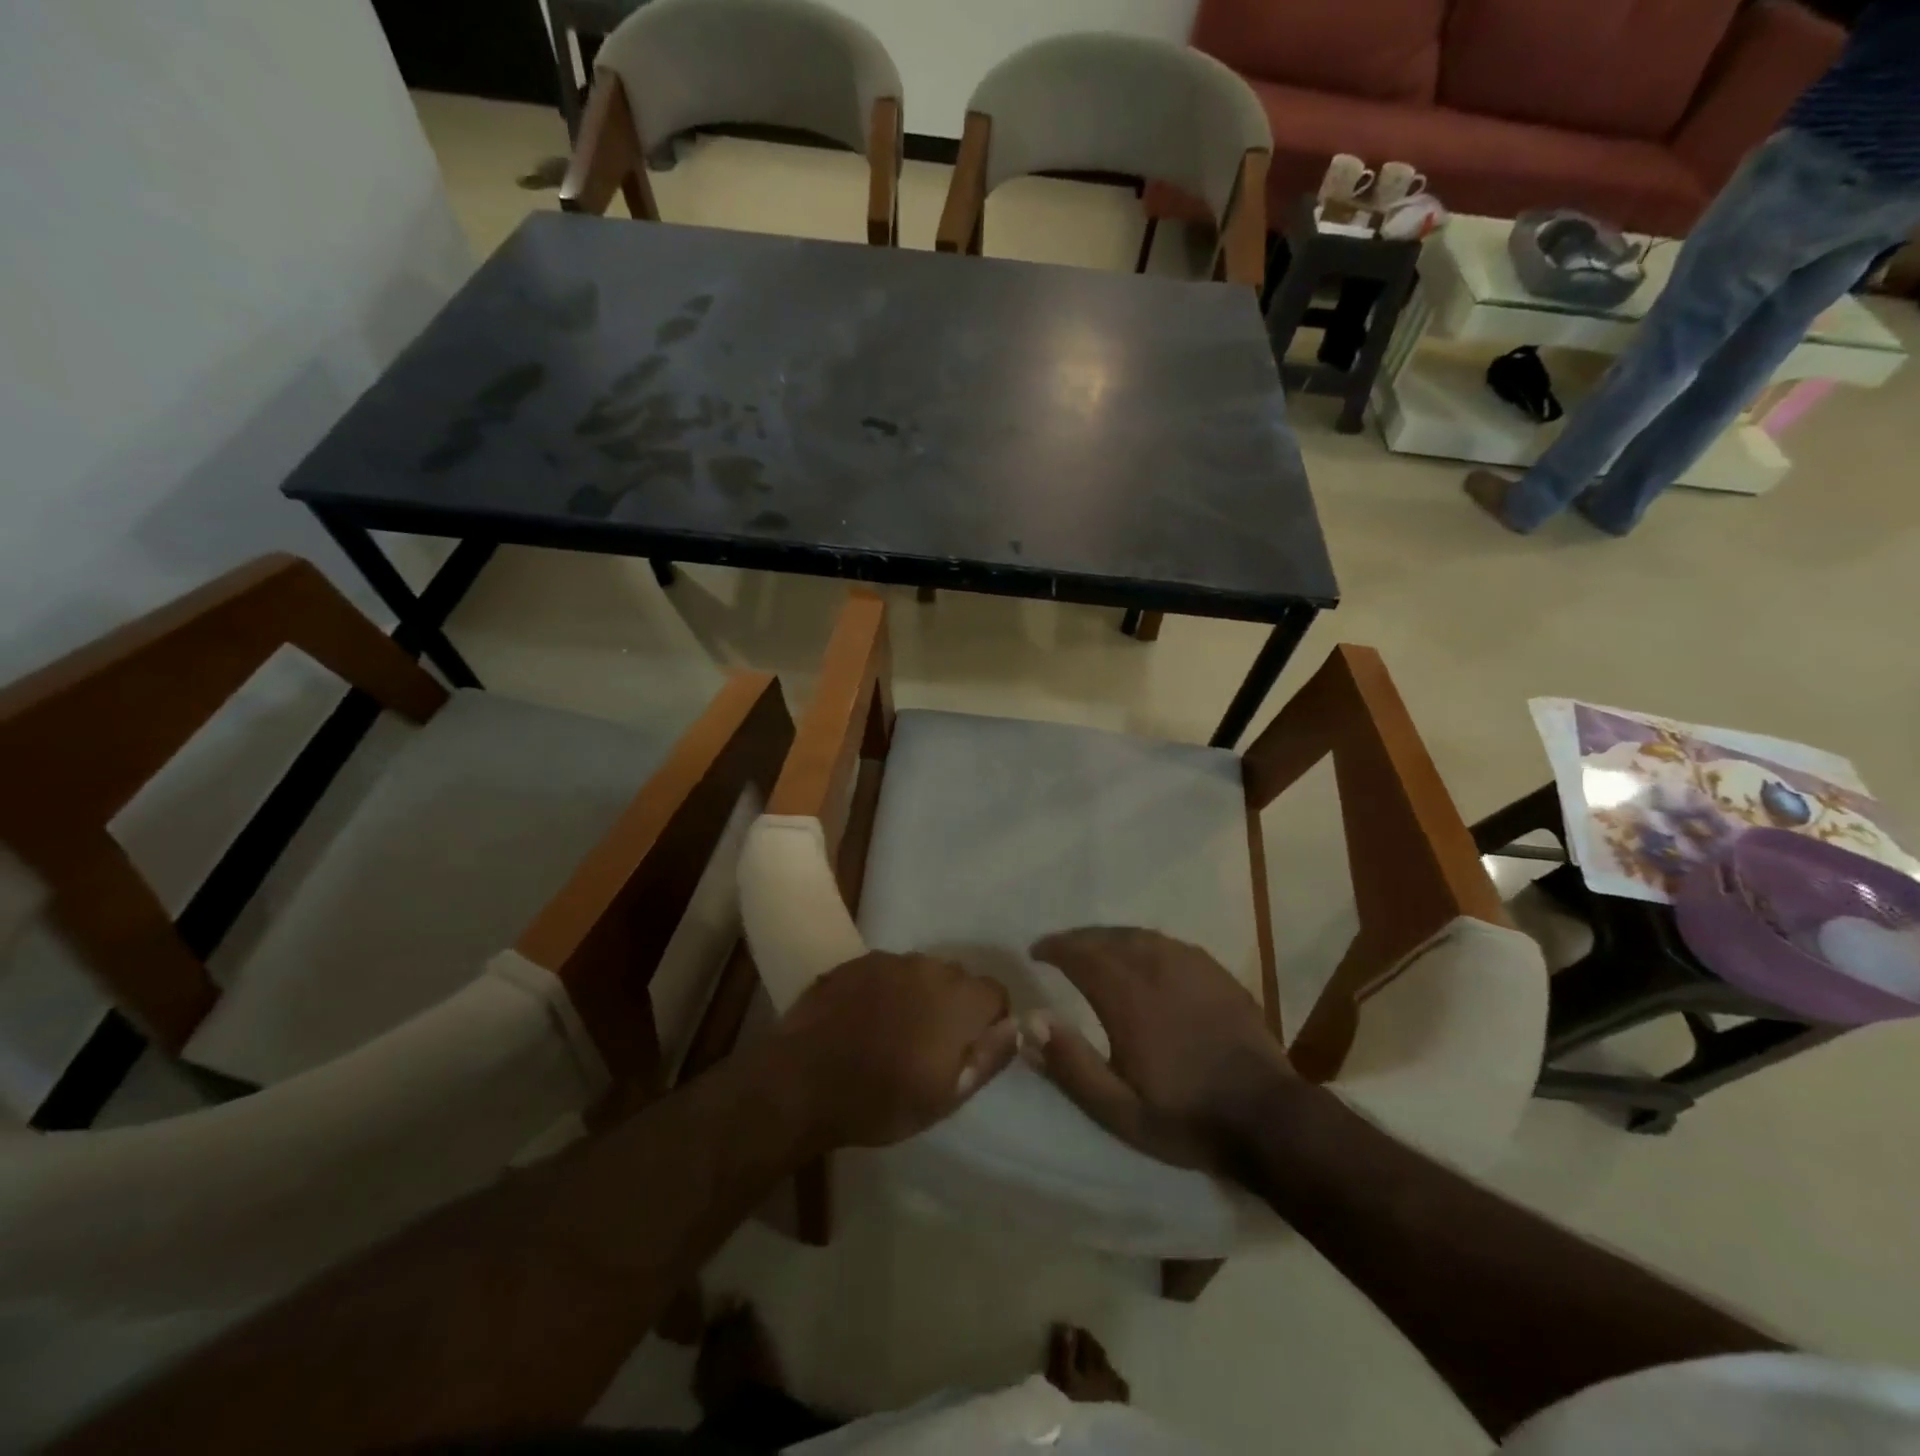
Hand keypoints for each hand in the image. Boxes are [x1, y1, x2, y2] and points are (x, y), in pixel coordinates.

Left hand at [777, 952, 1018, 1147]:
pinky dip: (886, 990)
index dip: (990, 1021)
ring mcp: (888, 961)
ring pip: (921, 973)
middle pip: (958, 979)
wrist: (800, 1083)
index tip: (970, 1050)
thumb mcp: (945, 1097)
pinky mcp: (855, 962)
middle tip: (932, 1046)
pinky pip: (887, 971)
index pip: (995, 993)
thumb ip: (989, 1057)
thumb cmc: (879, 1100)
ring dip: (920, 995)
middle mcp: (927, 967)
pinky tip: (865, 1020)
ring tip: (895, 1032)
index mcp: (957, 999)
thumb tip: (1020, 1027)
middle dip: (955, 1006)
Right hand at [1026, 928, 1291, 1170]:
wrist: (1268, 1118)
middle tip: (1060, 949)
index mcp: (1126, 995)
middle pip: (1107, 937)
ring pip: (1139, 935)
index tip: (1036, 951)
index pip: (1079, 953)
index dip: (1054, 948)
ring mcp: (1191, 965)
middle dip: (1078, 939)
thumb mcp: (1117, 1108)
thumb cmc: (1185, 1116)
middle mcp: (1155, 966)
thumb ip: (1070, 1064)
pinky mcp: (1216, 973)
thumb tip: (1029, 1021)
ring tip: (1095, 949)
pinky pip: (1168, 943)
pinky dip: (1143, 943)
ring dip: (1109, 938)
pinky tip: (1144, 958)